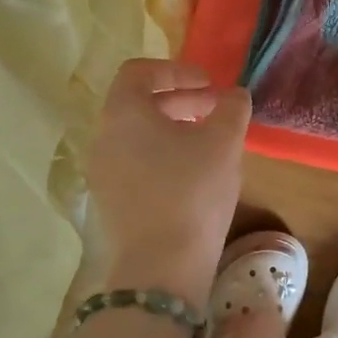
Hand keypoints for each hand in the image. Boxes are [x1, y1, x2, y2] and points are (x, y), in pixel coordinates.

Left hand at [85, 59, 249, 308]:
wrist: (161, 268)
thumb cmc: (192, 192)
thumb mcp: (224, 142)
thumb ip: (232, 108)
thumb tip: (234, 94)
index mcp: (123, 113)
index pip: (139, 71)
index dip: (176, 70)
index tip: (209, 84)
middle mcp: (103, 138)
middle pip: (138, 103)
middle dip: (180, 100)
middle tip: (215, 110)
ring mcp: (102, 172)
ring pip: (137, 135)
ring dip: (173, 129)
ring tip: (208, 143)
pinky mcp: (110, 201)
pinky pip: (135, 162)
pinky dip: (162, 155)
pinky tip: (193, 175)